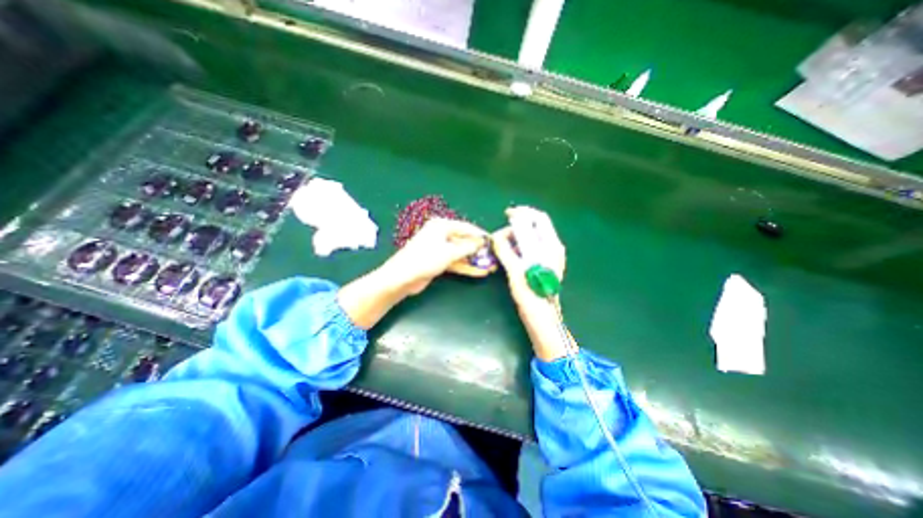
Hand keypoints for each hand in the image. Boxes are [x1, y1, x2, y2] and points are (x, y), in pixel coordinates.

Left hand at [338, 216, 494, 329]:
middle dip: (479, 250)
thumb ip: (468, 247)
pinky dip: (466, 267)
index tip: (493, 241)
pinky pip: (456, 262)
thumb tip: (481, 242)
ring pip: (461, 253)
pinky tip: (479, 272)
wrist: (402, 277)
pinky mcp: (438, 261)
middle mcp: (441, 235)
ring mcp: (440, 249)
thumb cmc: (425, 259)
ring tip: (490, 267)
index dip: (480, 235)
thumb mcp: (449, 252)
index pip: (466, 227)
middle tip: (493, 257)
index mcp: (442, 226)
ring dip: (474, 260)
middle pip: (464, 241)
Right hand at [494, 206, 573, 359]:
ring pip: (532, 236)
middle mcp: (553, 248)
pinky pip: (530, 247)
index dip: (522, 213)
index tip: (506, 214)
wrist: (542, 318)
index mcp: (551, 246)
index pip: (538, 218)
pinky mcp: (543, 263)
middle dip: (517, 225)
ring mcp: (549, 256)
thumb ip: (506, 251)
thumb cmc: (531, 296)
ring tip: (502, 244)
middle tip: (501, 233)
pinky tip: (509, 252)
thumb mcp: (516, 272)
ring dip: (516, 235)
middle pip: (535, 226)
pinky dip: (519, 245)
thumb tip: (496, 236)